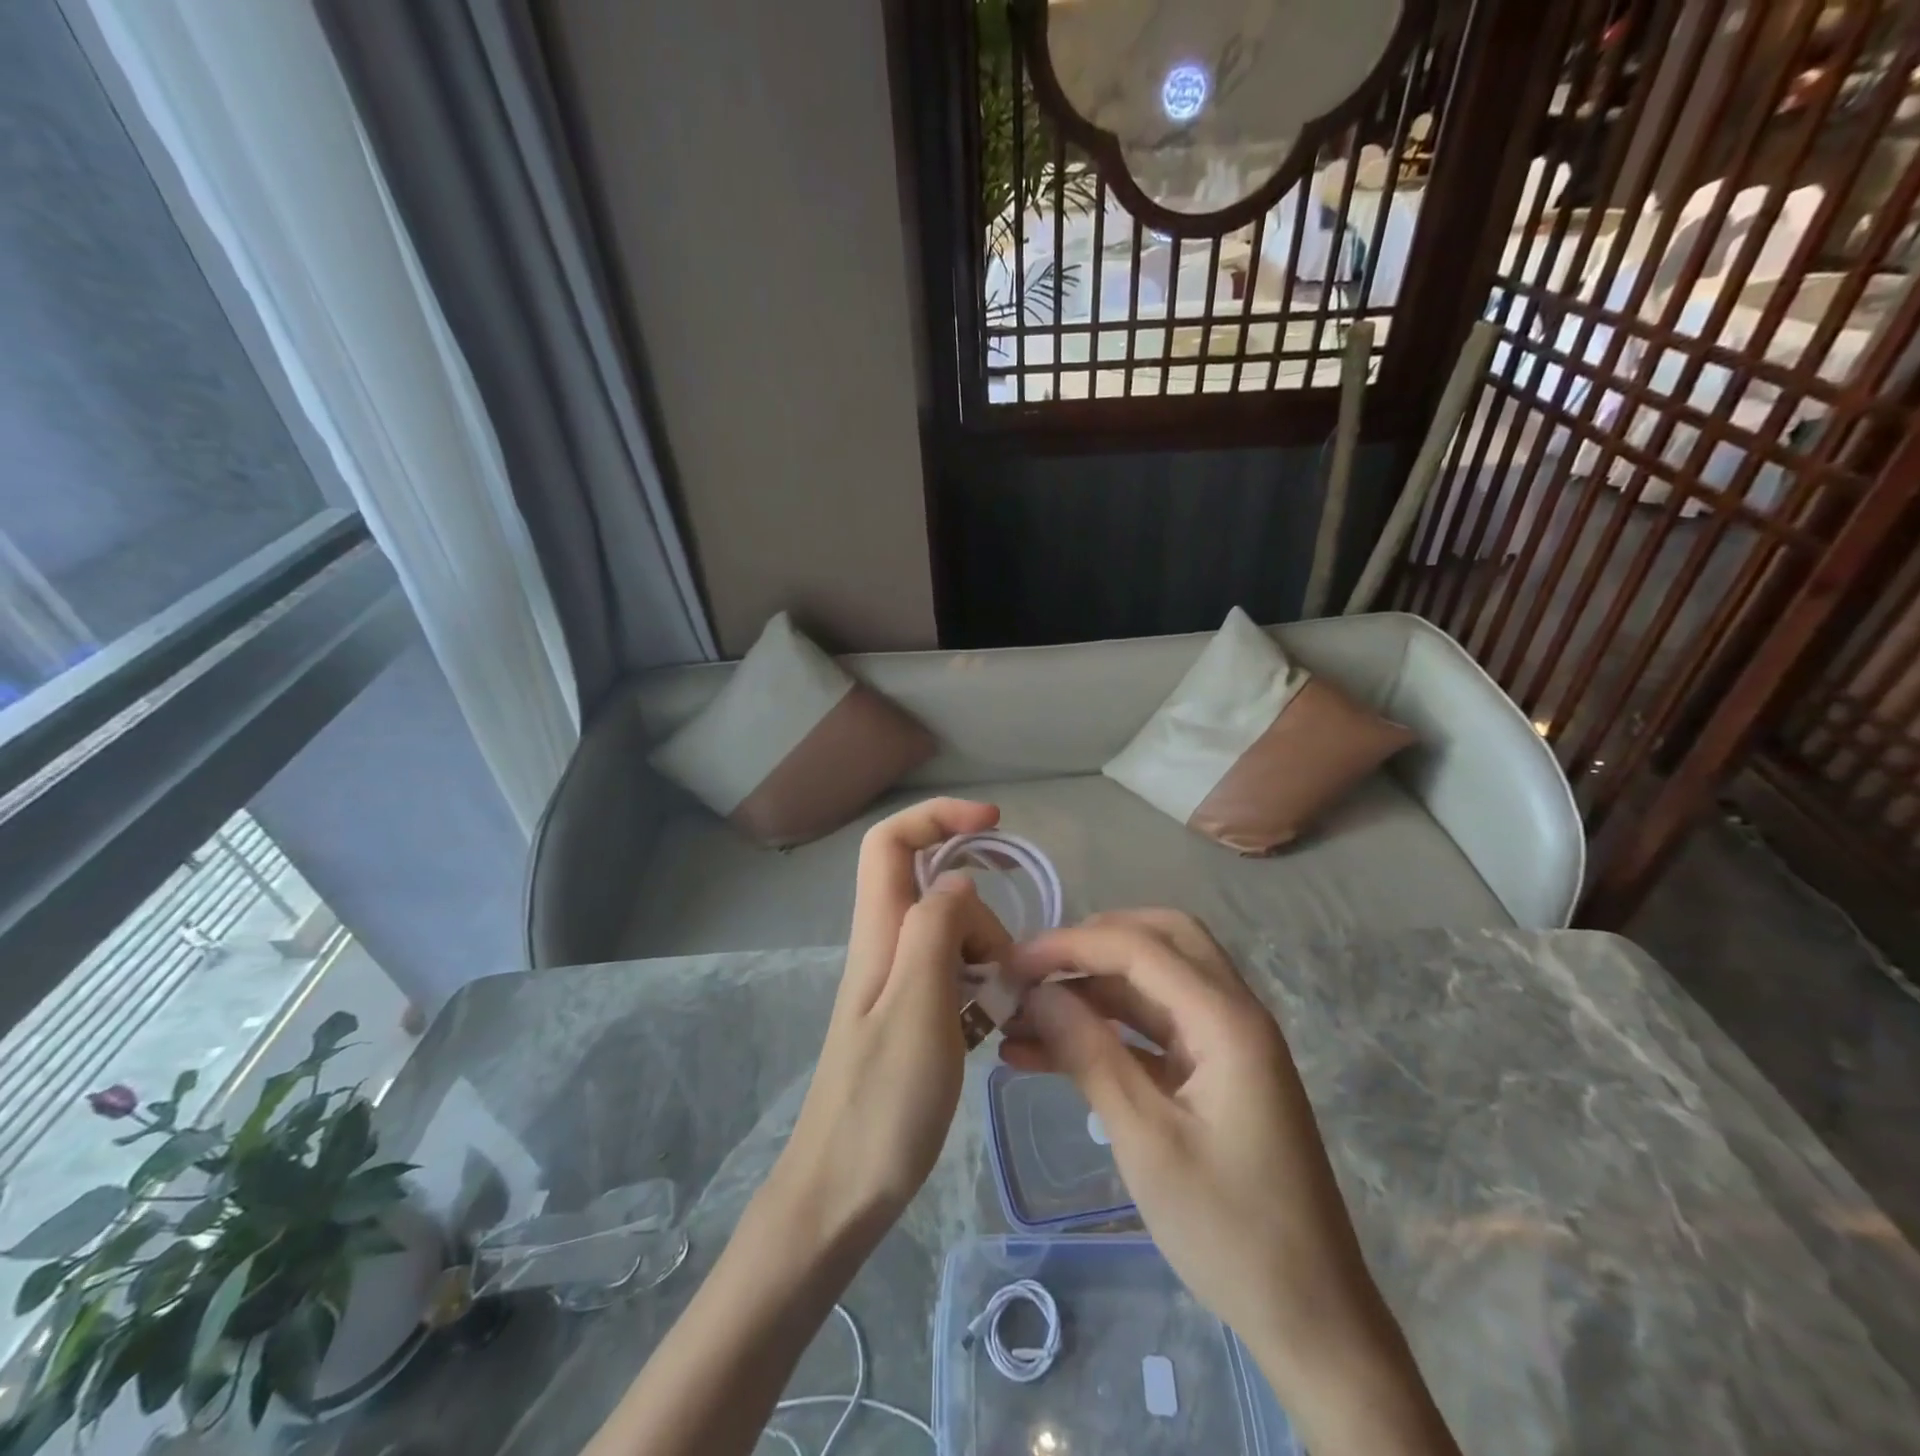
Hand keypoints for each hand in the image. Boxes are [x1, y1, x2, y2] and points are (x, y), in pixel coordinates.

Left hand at [770, 799, 1012, 1242]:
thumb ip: (936, 931)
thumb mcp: (918, 1008)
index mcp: (879, 933)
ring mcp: (898, 985)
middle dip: (983, 916)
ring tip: (1002, 1015)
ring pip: (952, 936)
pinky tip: (993, 1034)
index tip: (994, 824)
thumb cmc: (881, 1104)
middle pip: (938, 892)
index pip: (891, 842)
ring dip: (988, 959)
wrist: (841, 1193)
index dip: (938, 816)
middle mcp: (886, 947)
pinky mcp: (913, 1018)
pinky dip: (982, 992)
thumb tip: (959, 882)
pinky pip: (956, 979)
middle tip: (1004, 976)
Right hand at [1004, 913, 1458, 1455]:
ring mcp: (1225, 1044)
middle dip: (1092, 945)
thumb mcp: (1146, 1140)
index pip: (1139, 947)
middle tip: (1035, 969)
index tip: (1012, 963)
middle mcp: (1232, 1014)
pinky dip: (1106, 1032)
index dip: (1070, 945)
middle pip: (1159, 941)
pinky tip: (1048, 1054)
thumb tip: (1036, 992)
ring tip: (1022, 1018)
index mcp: (1226, 1020)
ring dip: (1091, 991)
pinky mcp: (1213, 1075)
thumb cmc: (1229, 1231)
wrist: (1311, 1322)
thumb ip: (1089, 1053)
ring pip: (1152, 985)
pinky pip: (1153, 1031)